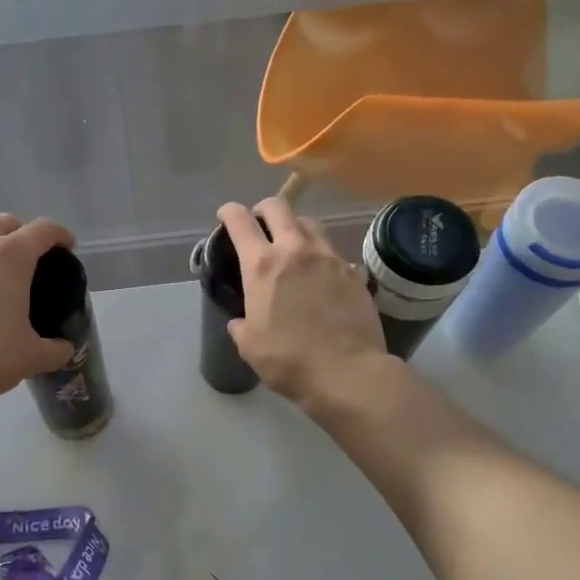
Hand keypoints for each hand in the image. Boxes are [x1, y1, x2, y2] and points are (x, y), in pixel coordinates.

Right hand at [220, 198, 390, 406]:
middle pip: (279, 207)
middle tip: (260, 224)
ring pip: (310, 224)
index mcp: (262, 265)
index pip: (240, 221)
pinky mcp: (354, 273)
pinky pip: (334, 252)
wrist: (348, 373)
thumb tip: (240, 321)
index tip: (225, 215)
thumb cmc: (289, 360)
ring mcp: (329, 258)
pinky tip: (321, 277)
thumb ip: (241, 326)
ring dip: (296, 227)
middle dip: (264, 210)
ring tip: (293, 245)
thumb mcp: (250, 346)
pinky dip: (322, 257)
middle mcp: (295, 250)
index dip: (229, 212)